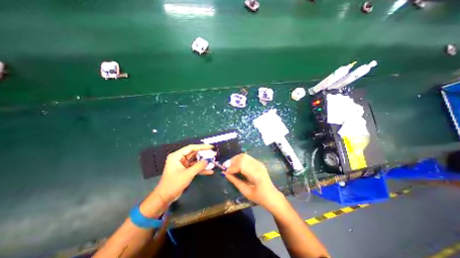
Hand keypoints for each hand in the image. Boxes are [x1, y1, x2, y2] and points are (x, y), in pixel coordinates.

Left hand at [153, 144, 212, 201]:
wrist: (165, 197)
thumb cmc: (174, 184)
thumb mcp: (188, 174)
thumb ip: (198, 166)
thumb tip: (207, 161)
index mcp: (177, 156)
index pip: (191, 148)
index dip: (202, 147)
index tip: (211, 147)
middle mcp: (180, 158)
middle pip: (194, 154)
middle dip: (204, 155)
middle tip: (213, 155)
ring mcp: (183, 164)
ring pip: (195, 161)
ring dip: (203, 163)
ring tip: (213, 162)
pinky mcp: (185, 170)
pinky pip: (194, 167)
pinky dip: (201, 169)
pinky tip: (209, 171)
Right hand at [221, 155, 284, 210]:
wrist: (272, 196)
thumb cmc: (259, 197)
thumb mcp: (245, 192)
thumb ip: (235, 181)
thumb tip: (225, 174)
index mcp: (256, 174)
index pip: (241, 165)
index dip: (232, 168)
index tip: (225, 172)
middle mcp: (258, 165)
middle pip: (242, 157)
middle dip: (232, 161)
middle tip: (225, 167)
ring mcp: (258, 163)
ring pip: (244, 156)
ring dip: (235, 159)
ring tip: (229, 166)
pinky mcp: (258, 163)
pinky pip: (246, 158)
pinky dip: (239, 160)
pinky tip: (236, 165)